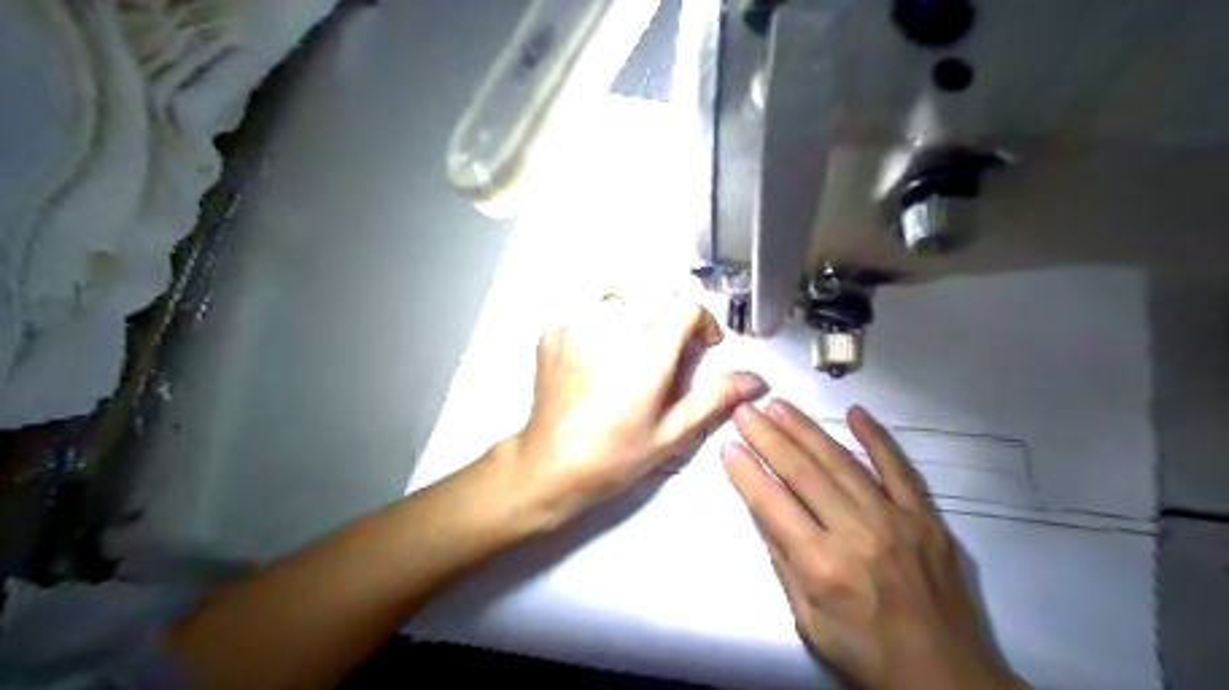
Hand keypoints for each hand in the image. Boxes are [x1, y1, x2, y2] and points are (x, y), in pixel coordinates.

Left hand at [508, 297, 765, 528]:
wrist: (548, 466)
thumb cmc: (613, 456)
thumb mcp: (671, 434)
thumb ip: (714, 398)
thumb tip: (755, 380)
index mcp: (646, 353)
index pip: (685, 306)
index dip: (702, 322)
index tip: (703, 345)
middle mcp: (610, 329)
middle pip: (654, 300)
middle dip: (667, 322)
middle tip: (663, 360)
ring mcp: (576, 328)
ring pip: (619, 305)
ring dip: (633, 324)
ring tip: (625, 362)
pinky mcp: (552, 335)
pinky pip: (587, 317)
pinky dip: (599, 333)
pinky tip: (593, 365)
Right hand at [721, 399, 1024, 689]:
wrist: (948, 677)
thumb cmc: (866, 654)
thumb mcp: (809, 621)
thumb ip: (783, 562)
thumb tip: (761, 510)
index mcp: (822, 565)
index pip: (772, 504)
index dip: (747, 472)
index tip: (728, 444)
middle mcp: (856, 533)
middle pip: (803, 472)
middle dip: (768, 437)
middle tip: (746, 410)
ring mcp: (895, 519)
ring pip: (842, 462)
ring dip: (807, 430)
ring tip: (780, 405)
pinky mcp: (926, 517)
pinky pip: (899, 468)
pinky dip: (877, 437)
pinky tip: (855, 412)